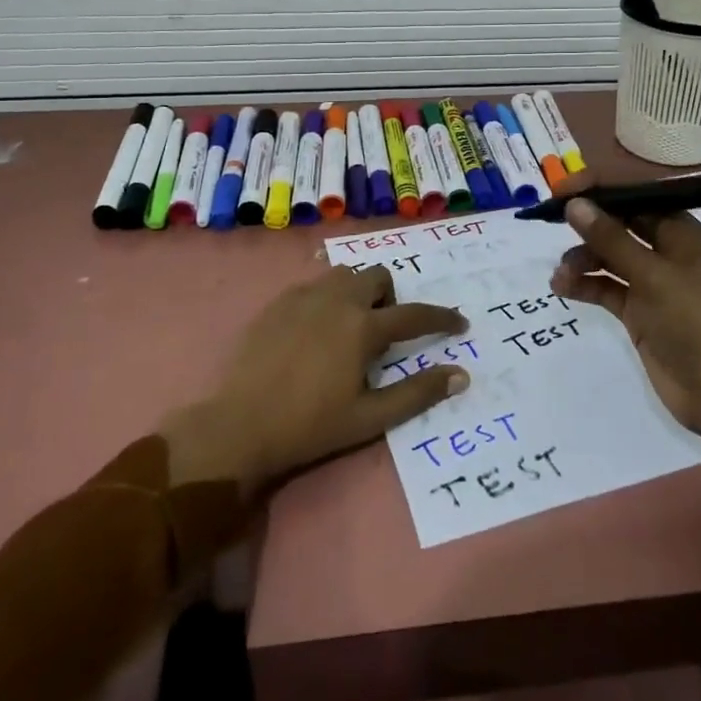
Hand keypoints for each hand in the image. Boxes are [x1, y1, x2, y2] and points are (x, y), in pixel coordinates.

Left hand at [165, 266, 468, 492]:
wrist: (240, 425)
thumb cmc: (310, 426)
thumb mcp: (370, 417)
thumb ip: (417, 393)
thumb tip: (460, 375)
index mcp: (363, 327)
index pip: (414, 314)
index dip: (442, 318)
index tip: (460, 323)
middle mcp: (337, 300)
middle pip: (378, 277)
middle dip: (392, 298)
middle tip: (384, 333)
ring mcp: (304, 296)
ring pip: (345, 275)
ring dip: (359, 292)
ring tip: (351, 327)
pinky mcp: (279, 302)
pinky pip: (314, 285)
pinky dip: (328, 299)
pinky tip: (316, 330)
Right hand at [550, 198, 700, 433]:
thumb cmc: (697, 323)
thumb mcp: (653, 275)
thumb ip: (611, 239)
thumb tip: (575, 204)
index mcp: (684, 234)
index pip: (638, 198)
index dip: (602, 191)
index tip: (565, 188)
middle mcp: (669, 254)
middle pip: (621, 227)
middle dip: (588, 225)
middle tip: (551, 223)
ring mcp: (655, 285)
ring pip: (611, 259)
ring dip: (584, 259)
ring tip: (561, 274)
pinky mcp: (642, 314)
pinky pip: (608, 289)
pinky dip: (586, 286)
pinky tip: (562, 288)